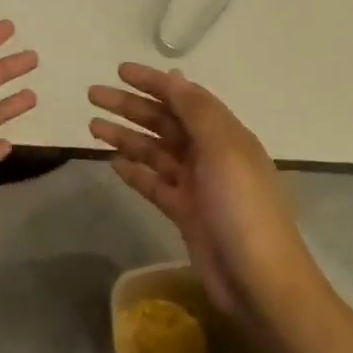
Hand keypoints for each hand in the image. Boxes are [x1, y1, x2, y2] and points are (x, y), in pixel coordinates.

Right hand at [89, 64, 315, 320]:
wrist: (260, 282)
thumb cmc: (243, 208)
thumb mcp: (224, 150)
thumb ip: (197, 112)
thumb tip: (175, 76)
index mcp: (224, 134)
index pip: (183, 97)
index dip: (153, 82)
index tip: (120, 70)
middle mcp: (210, 154)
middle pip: (164, 122)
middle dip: (130, 106)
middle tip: (93, 95)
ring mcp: (197, 185)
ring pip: (155, 151)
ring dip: (126, 136)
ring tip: (93, 126)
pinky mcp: (185, 213)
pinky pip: (154, 184)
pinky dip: (135, 172)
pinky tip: (113, 163)